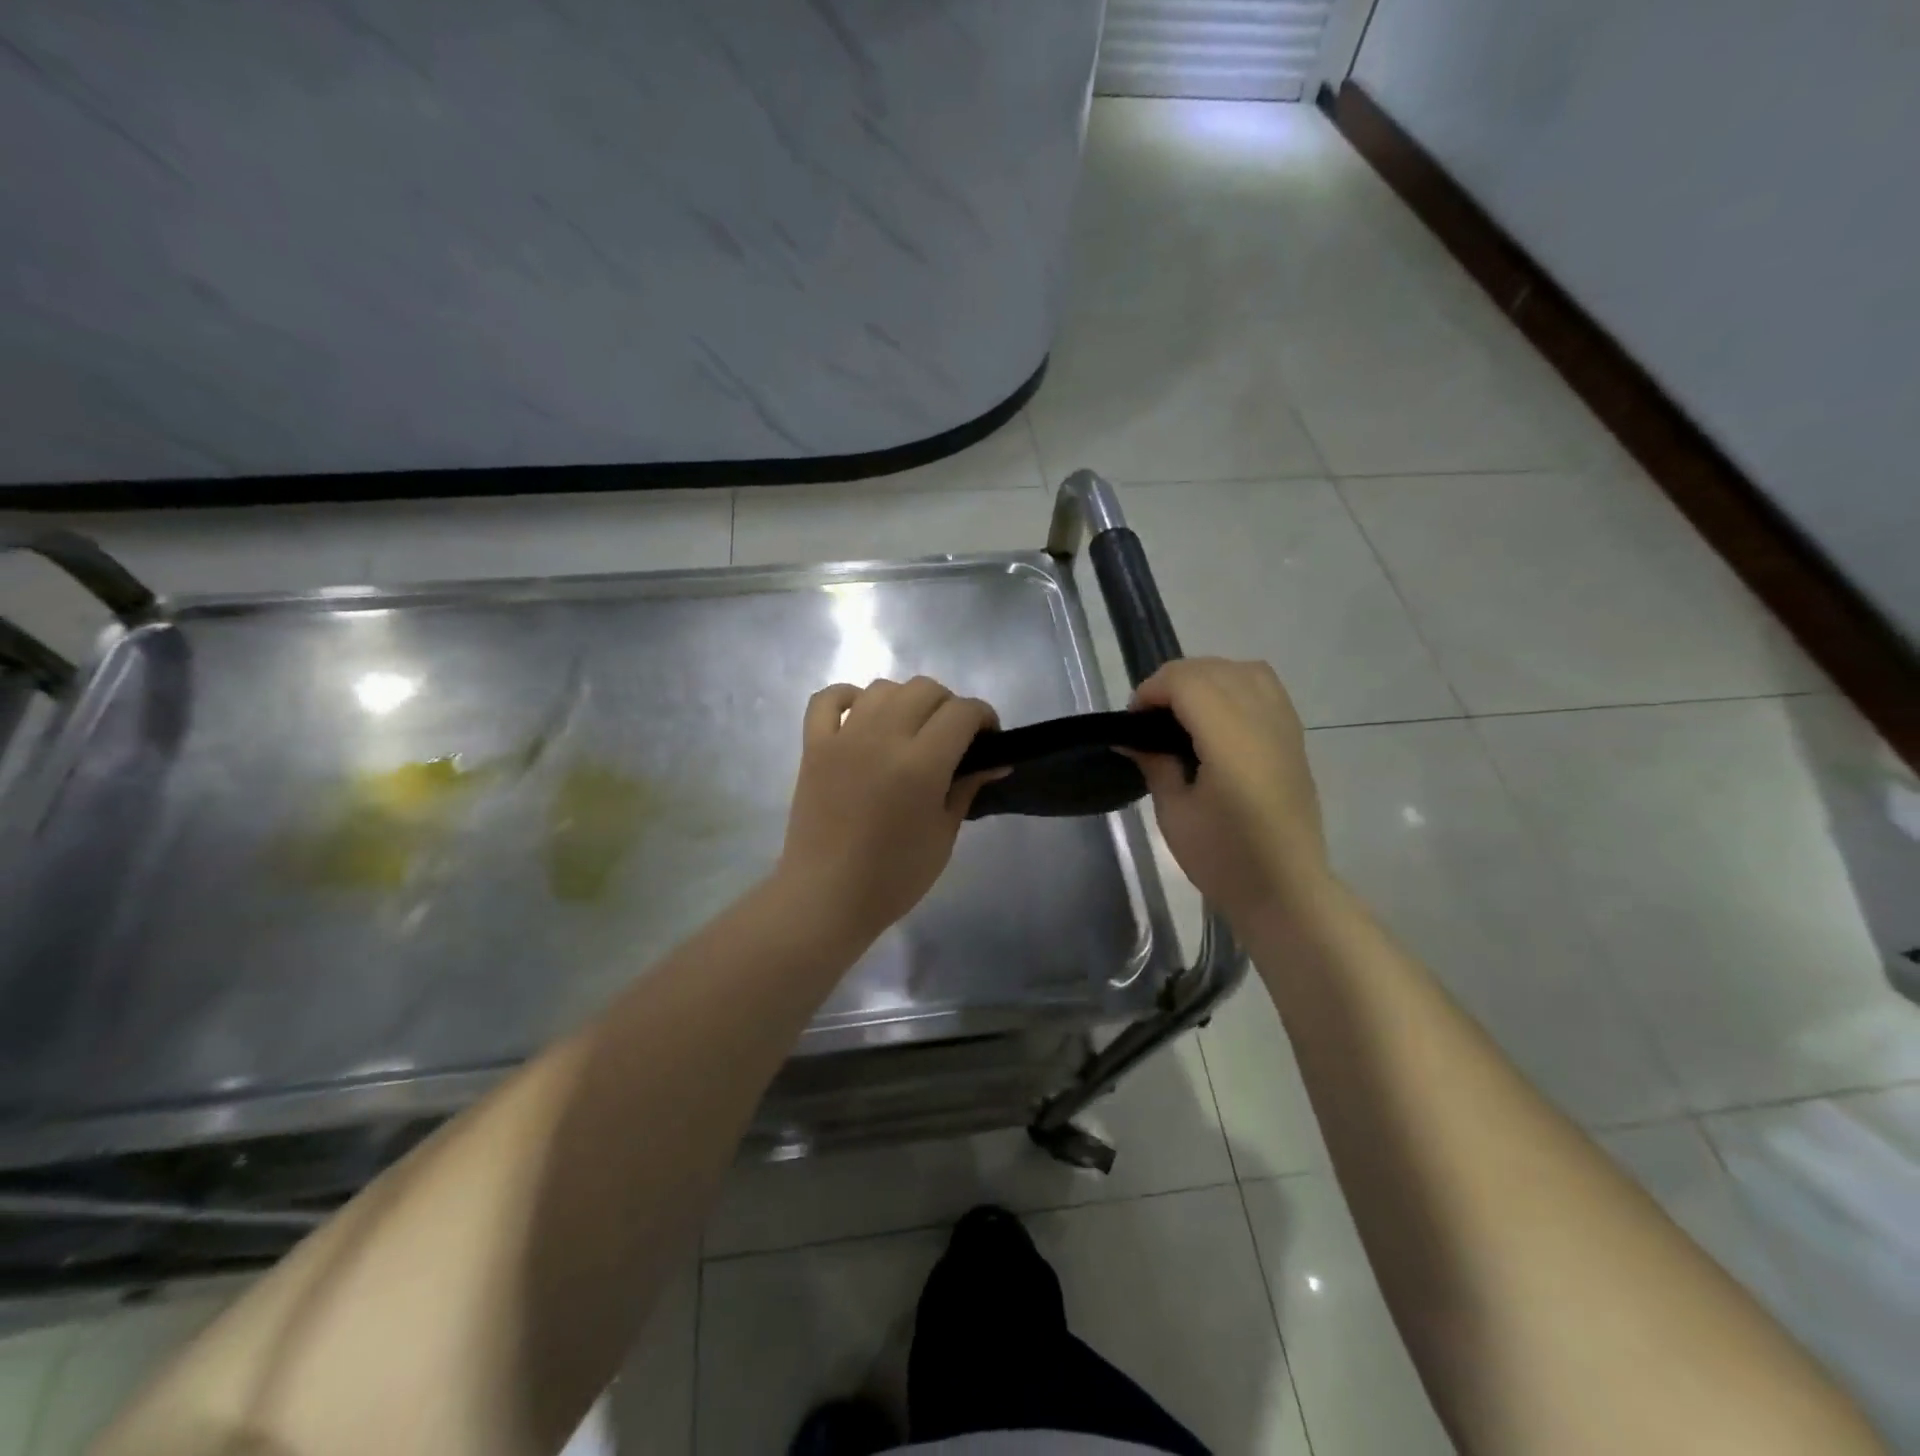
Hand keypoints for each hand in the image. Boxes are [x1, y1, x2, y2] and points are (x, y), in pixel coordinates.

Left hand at [777, 676, 1000, 946]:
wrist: (826, 898)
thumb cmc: (894, 877)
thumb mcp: (943, 836)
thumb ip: (967, 788)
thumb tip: (995, 761)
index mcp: (921, 764)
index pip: (962, 712)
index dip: (984, 717)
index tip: (989, 739)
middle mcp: (882, 738)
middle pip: (925, 689)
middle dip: (949, 705)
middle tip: (953, 738)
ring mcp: (843, 738)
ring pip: (882, 687)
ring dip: (906, 700)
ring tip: (910, 730)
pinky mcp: (814, 746)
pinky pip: (828, 699)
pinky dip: (848, 697)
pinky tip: (862, 717)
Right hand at [1128, 658, 1330, 925]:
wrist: (1286, 890)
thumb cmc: (1224, 859)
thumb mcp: (1174, 814)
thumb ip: (1154, 764)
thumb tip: (1131, 738)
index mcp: (1231, 740)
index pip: (1187, 681)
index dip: (1152, 690)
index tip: (1133, 720)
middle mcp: (1262, 721)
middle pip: (1213, 669)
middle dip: (1173, 681)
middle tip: (1150, 719)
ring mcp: (1284, 726)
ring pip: (1243, 670)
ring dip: (1206, 678)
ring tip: (1184, 711)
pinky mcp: (1294, 737)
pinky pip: (1265, 687)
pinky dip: (1235, 686)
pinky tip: (1217, 718)